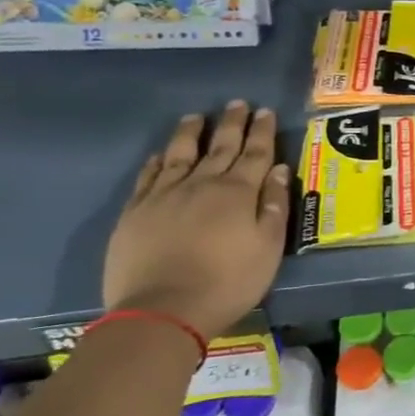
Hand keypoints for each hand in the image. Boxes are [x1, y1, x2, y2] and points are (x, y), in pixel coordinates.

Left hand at [102, 101, 289, 340]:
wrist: (162, 311)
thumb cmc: (228, 282)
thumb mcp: (268, 248)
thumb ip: (274, 206)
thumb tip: (278, 169)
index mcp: (238, 192)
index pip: (255, 153)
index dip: (262, 131)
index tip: (265, 111)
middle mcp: (202, 184)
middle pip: (220, 147)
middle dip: (232, 124)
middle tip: (237, 103)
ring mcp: (164, 196)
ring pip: (181, 154)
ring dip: (191, 133)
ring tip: (196, 116)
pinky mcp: (135, 212)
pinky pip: (148, 177)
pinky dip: (157, 161)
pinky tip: (160, 154)